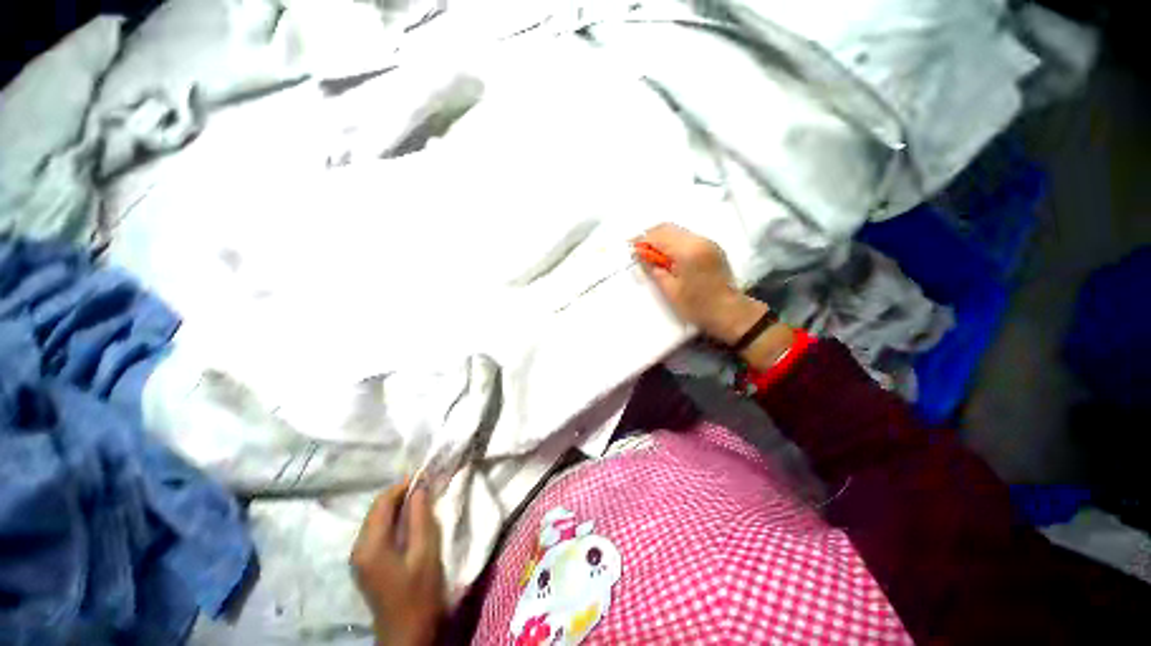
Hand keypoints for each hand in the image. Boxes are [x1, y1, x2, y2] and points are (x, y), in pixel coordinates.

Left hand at [351, 482, 445, 645]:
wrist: (407, 634)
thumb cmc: (419, 593)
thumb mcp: (425, 552)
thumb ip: (420, 517)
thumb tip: (420, 487)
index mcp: (370, 545)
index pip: (382, 503)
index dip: (402, 486)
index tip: (424, 476)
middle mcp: (358, 548)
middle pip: (376, 510)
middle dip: (399, 494)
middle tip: (425, 486)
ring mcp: (360, 558)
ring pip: (376, 520)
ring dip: (396, 507)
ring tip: (421, 500)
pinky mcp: (366, 565)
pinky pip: (377, 532)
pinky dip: (393, 520)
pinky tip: (410, 521)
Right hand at [636, 223, 765, 343]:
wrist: (729, 312)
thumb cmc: (697, 306)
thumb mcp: (670, 290)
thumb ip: (654, 269)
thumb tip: (641, 255)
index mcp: (688, 251)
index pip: (659, 236)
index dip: (642, 240)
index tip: (630, 248)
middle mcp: (699, 240)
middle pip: (668, 228)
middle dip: (650, 236)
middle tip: (639, 250)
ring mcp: (707, 242)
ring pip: (677, 231)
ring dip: (661, 239)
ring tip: (651, 255)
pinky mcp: (711, 247)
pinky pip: (687, 237)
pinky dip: (673, 242)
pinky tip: (667, 256)